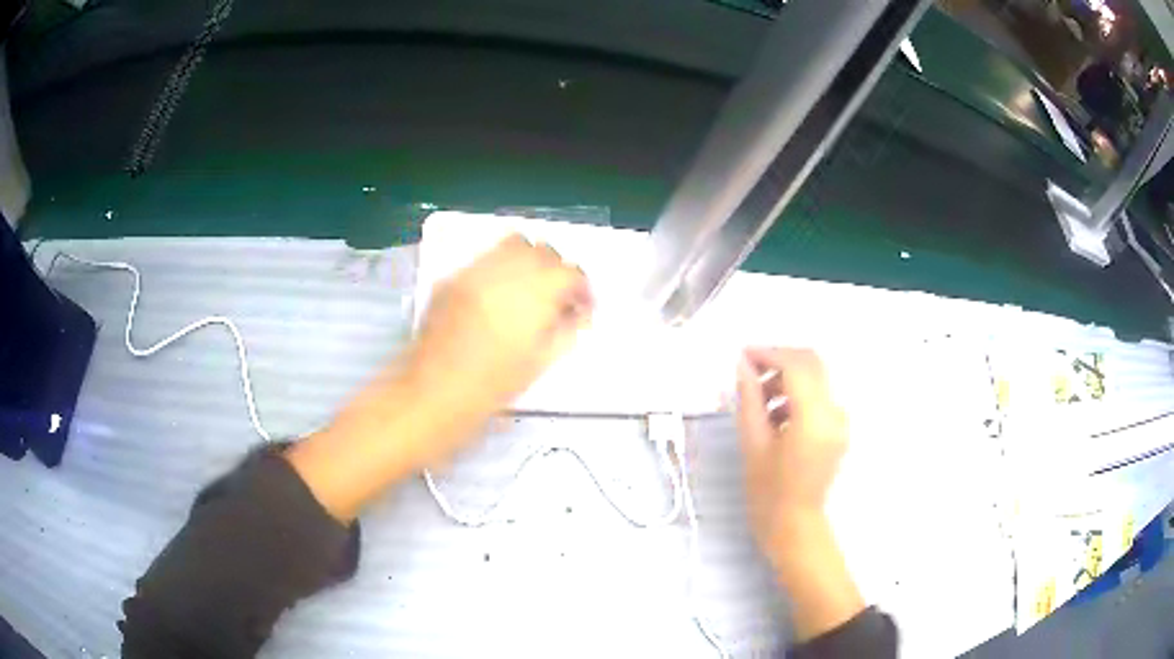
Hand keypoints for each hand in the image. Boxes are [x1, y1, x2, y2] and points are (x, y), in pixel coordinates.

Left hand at [405, 233, 592, 423]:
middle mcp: (506, 270)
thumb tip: (579, 312)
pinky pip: (486, 258)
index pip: (571, 273)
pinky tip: (497, 294)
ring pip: (514, 244)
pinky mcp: (453, 276)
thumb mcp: (542, 361)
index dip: (582, 288)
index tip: (581, 307)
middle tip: (557, 297)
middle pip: (544, 251)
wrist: (436, 389)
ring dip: (529, 260)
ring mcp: (476, 269)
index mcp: (534, 293)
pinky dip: (500, 268)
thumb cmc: (495, 383)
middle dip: (557, 270)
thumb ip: (568, 329)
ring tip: (527, 288)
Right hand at [736, 348, 861, 640]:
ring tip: (758, 401)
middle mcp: (834, 412)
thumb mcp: (753, 444)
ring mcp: (841, 420)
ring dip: (787, 379)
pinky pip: (819, 397)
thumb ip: (749, 398)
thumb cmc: (768, 492)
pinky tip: (775, 416)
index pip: (796, 365)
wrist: (795, 526)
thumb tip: (742, 365)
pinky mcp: (839, 428)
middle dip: (779, 361)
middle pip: (811, 363)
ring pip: (816, 378)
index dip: (768, 354)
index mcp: (814, 417)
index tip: (743, 356)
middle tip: (749, 374)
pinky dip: (798, 395)